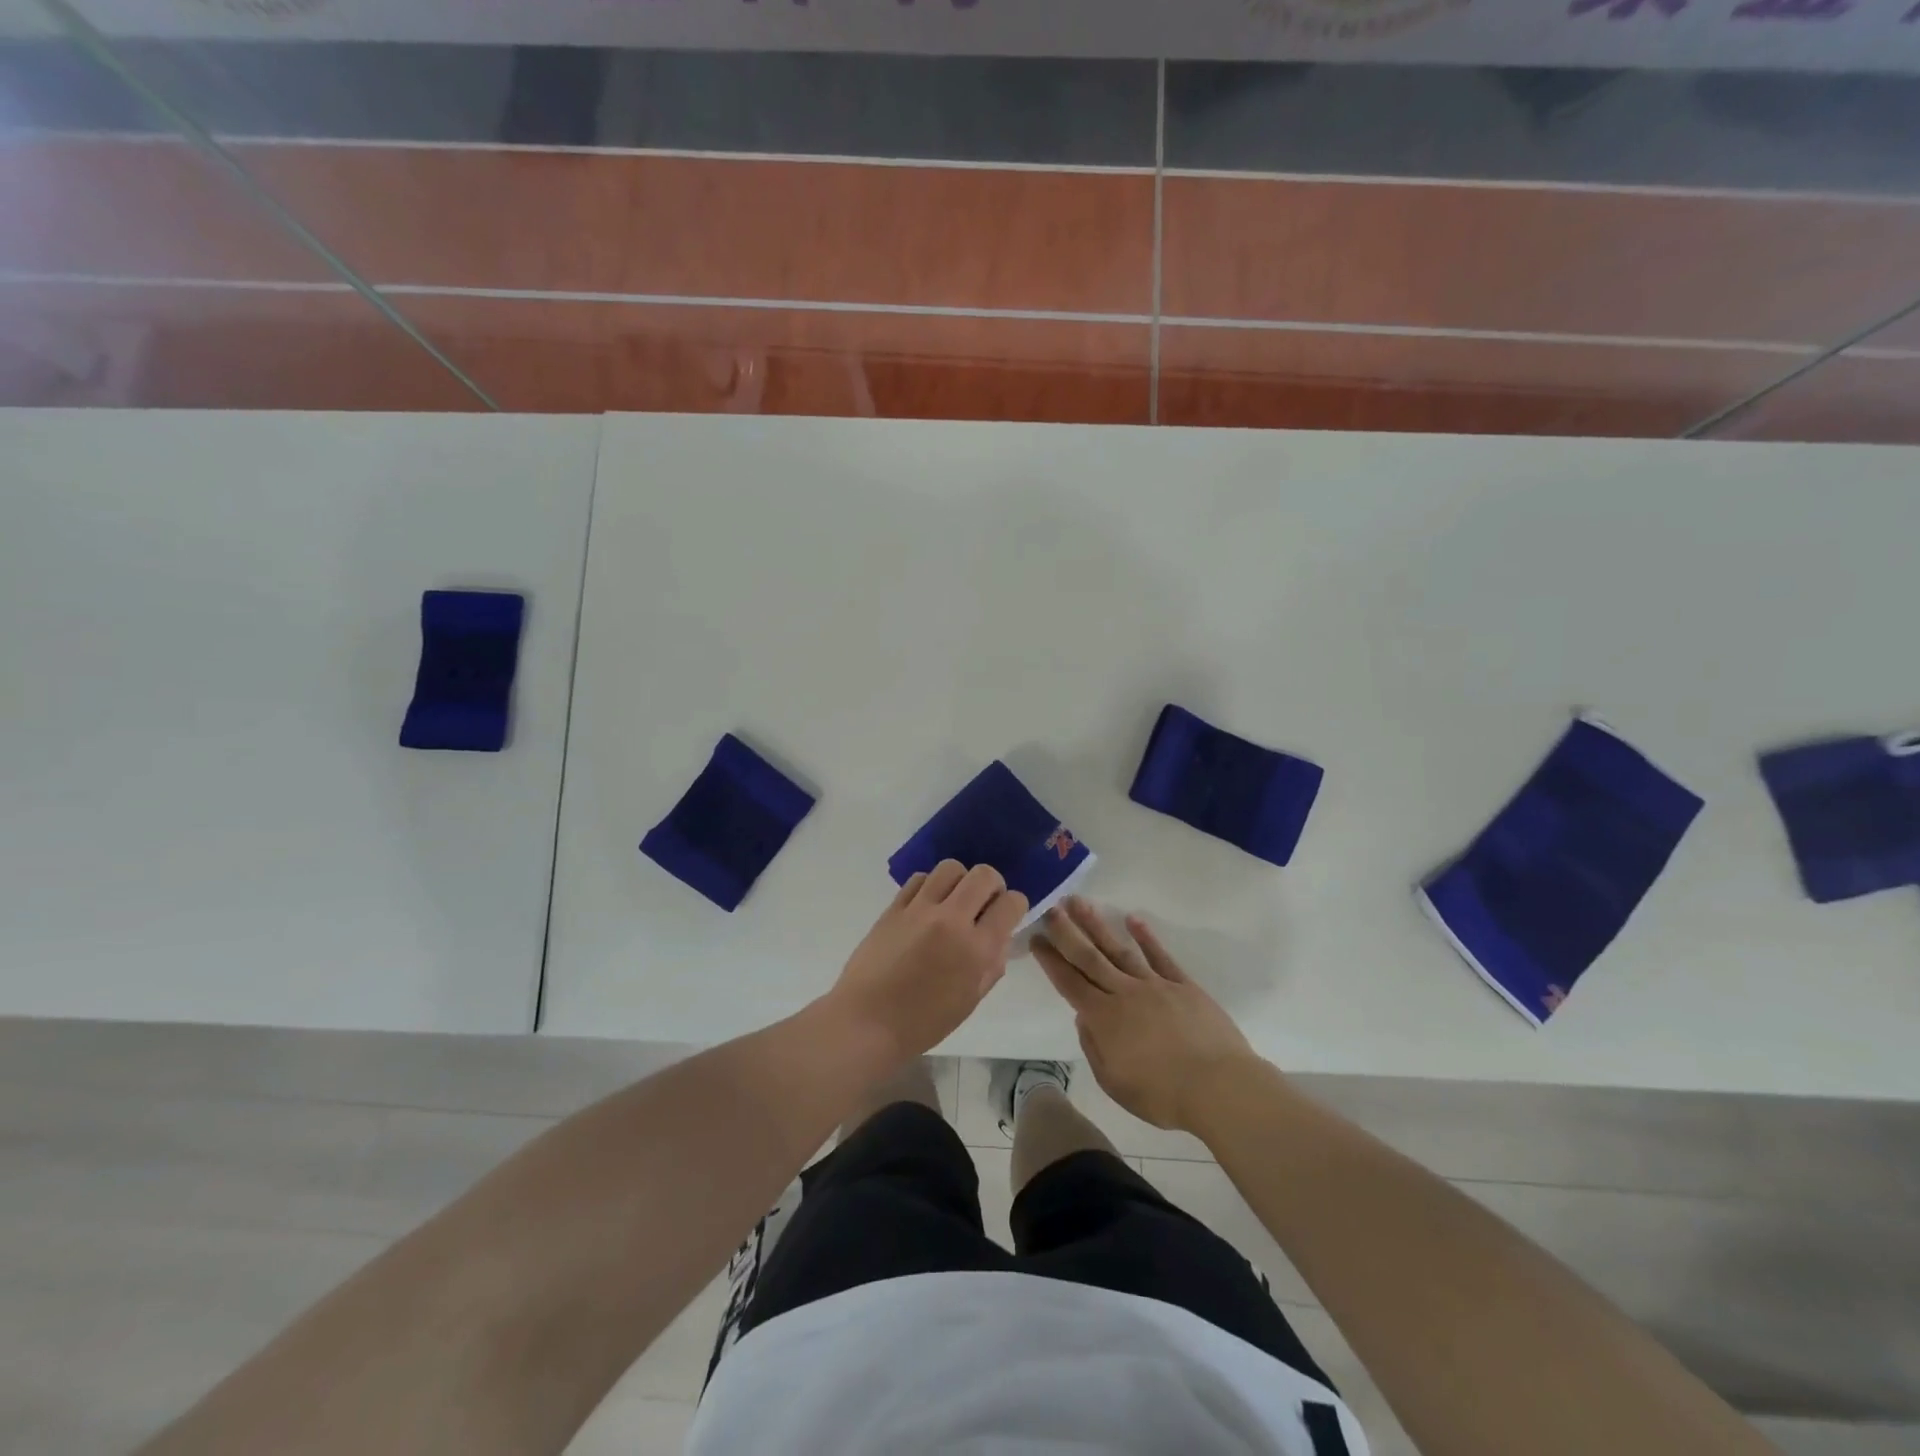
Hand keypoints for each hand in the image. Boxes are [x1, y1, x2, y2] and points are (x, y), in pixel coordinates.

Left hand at [826, 861, 1027, 1071]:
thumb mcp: (971, 1000)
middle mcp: (951, 920)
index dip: (1015, 906)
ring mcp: (919, 910)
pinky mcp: (894, 908)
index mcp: (976, 948)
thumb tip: (998, 937)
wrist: (867, 1023)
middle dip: (992, 885)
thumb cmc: (924, 1022)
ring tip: (953, 901)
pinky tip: (927, 905)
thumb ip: (992, 964)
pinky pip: (919, 879)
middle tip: (984, 904)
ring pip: (950, 868)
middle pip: (984, 875)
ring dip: (960, 881)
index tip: (1007, 915)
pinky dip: (929, 886)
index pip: (1011, 903)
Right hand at [1034, 897, 1261, 1133]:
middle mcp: (1124, 993)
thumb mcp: (1114, 1083)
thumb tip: (1084, 1016)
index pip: (1069, 983)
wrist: (1219, 1087)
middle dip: (1067, 932)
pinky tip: (1132, 919)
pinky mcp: (1183, 985)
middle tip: (1051, 907)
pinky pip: (1160, 956)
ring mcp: (1155, 985)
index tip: (1036, 938)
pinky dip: (1146, 936)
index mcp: (1104, 1018)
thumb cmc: (1163, 1095)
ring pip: (1119, 949)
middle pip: (1090, 957)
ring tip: (1080, 903)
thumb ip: (1094, 1047)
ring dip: (1097, 925)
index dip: (1051, 960)